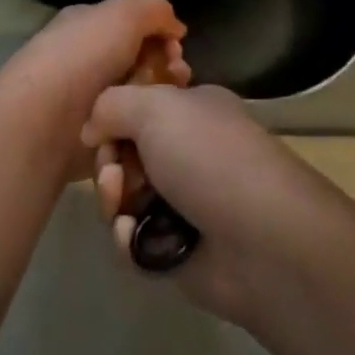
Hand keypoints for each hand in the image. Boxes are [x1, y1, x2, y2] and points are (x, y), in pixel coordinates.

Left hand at [0, 0, 189, 177]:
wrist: (45, 119)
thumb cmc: (84, 56)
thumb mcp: (124, 14)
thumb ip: (155, 11)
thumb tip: (176, 28)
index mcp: (87, 25)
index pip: (132, 25)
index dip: (160, 34)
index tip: (178, 49)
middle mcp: (86, 59)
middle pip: (139, 62)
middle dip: (165, 68)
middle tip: (179, 76)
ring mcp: (88, 100)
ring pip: (137, 98)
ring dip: (157, 99)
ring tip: (168, 104)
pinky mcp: (92, 137)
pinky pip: (127, 130)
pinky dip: (141, 130)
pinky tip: (153, 131)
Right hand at [81, 83, 330, 322]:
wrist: (262, 241)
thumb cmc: (209, 157)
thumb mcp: (156, 107)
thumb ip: (112, 104)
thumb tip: (92, 128)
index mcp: (192, 109)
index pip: (138, 104)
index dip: (112, 118)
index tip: (98, 132)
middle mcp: (188, 151)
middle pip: (125, 152)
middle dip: (109, 165)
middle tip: (112, 178)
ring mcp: (184, 201)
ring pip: (124, 198)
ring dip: (113, 202)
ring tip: (122, 211)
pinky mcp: (178, 250)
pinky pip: (134, 241)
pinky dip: (127, 240)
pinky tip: (134, 240)